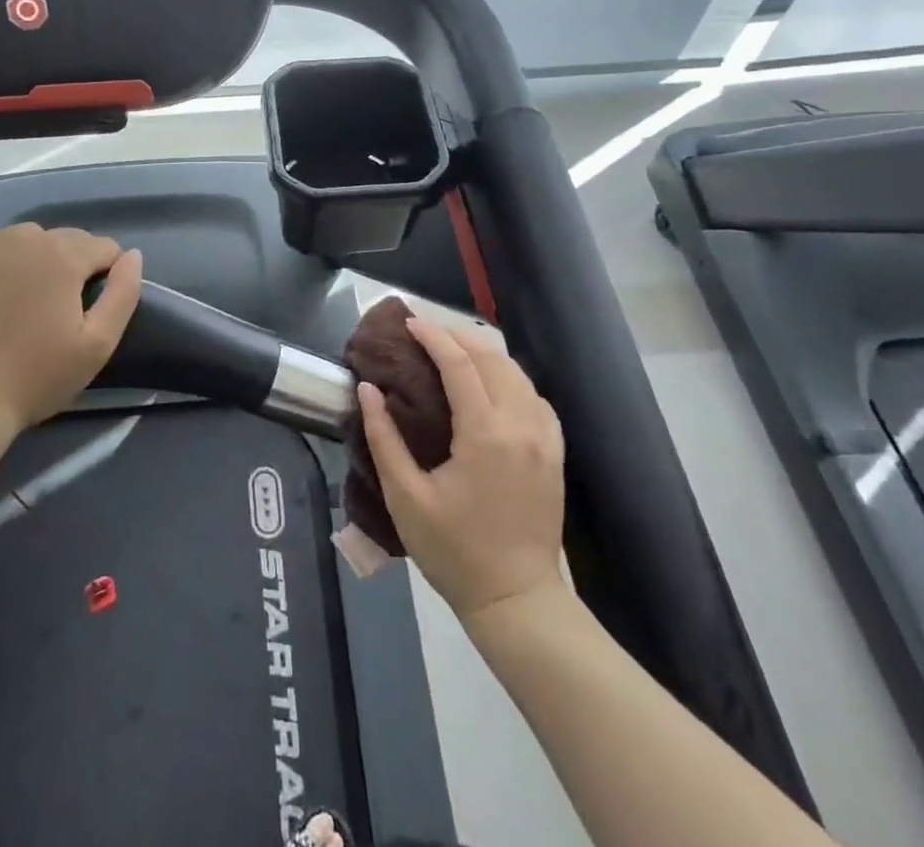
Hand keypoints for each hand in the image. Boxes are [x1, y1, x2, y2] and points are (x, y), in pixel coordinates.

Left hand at [0, 223, 143, 438]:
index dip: (107, 275)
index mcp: (64, 255)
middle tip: (58, 309)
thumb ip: (124, 294)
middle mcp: (27, 236)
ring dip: (37, 259)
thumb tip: (132, 256)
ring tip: (26, 300)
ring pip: (31, 239)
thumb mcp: (98, 344)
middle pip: (68, 239)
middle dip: (72, 266)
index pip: (104, 247)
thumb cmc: (38, 376)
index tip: (91, 307)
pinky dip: (0, 256)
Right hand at [359, 314, 566, 623]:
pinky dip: (509, 377)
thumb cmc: (454, 551)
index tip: (409, 323)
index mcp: (485, 434)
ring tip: (451, 349)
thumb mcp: (406, 498)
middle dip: (457, 336)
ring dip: (483, 353)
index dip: (433, 336)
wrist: (516, 600)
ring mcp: (545, 438)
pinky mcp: (555, 452)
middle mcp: (521, 425)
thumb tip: (368, 390)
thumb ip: (383, 438)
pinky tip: (489, 383)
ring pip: (516, 373)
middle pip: (492, 358)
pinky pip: (534, 396)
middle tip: (424, 331)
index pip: (459, 364)